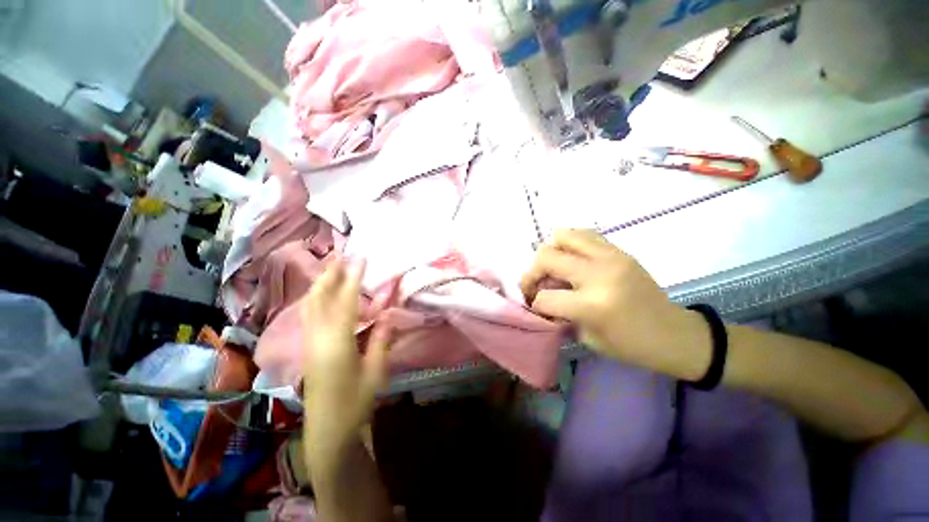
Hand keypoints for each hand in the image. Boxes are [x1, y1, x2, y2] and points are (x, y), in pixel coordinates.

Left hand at [301, 257, 390, 468]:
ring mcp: (309, 342)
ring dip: (321, 283)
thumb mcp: (376, 372)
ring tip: (332, 266)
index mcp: (337, 344)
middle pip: (319, 298)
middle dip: (330, 274)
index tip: (361, 258)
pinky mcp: (308, 347)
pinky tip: (323, 293)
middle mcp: (317, 338)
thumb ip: (381, 340)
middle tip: (341, 254)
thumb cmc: (355, 404)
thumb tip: (389, 313)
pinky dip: (317, 297)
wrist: (327, 431)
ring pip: (310, 305)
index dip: (353, 278)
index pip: (345, 302)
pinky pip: (310, 314)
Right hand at [520, 229, 709, 380]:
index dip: (534, 304)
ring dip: (551, 252)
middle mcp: (599, 273)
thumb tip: (540, 296)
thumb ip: (560, 313)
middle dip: (533, 273)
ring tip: (555, 268)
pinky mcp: (619, 250)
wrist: (674, 333)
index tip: (536, 307)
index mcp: (593, 304)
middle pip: (546, 257)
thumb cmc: (631, 345)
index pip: (545, 297)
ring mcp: (611, 256)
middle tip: (536, 285)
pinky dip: (570, 245)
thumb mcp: (587, 338)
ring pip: (563, 235)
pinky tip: (573, 260)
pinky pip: (584, 234)